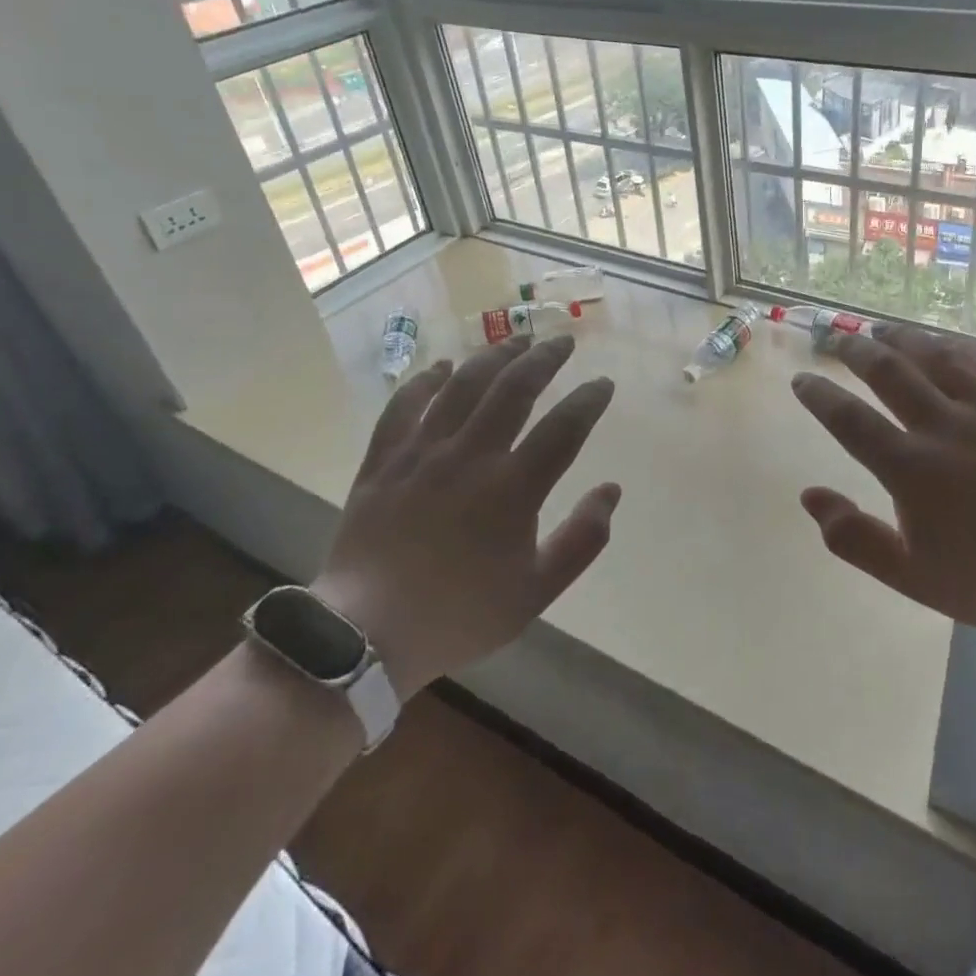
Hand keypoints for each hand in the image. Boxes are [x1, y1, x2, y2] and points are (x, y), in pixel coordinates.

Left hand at [313, 335, 617, 697]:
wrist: (365, 635)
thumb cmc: (460, 614)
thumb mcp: (537, 591)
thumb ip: (582, 539)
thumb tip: (611, 490)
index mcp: (513, 489)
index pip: (564, 427)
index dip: (589, 400)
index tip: (603, 383)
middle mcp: (470, 456)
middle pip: (514, 388)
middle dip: (544, 358)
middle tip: (562, 342)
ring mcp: (422, 453)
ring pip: (463, 385)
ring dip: (494, 356)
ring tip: (515, 339)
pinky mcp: (383, 460)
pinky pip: (404, 406)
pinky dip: (425, 381)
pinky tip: (441, 367)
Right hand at [790, 324, 975, 648]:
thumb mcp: (910, 576)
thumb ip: (853, 537)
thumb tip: (809, 495)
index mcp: (911, 469)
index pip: (850, 420)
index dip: (820, 396)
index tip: (802, 381)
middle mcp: (944, 427)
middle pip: (889, 372)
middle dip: (856, 350)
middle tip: (838, 338)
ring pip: (936, 357)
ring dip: (902, 338)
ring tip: (881, 327)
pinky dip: (961, 346)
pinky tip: (949, 343)